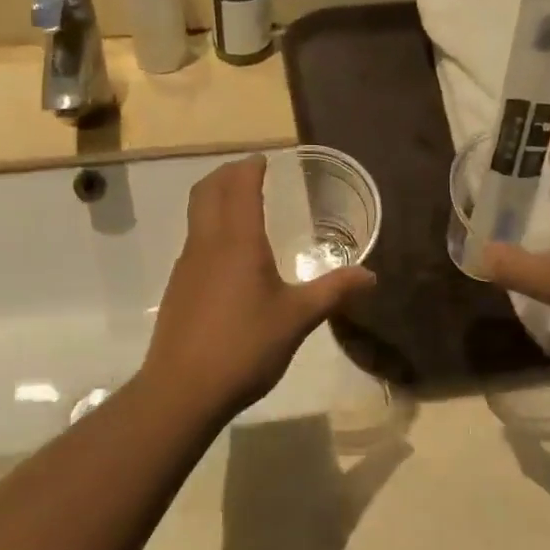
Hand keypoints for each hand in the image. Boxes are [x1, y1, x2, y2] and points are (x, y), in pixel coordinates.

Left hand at [139, 156, 374, 417]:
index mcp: (237, 240)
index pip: (238, 186)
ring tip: (241, 206)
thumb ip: (333, 292)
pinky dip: (209, 227)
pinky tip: (229, 257)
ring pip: (196, 214)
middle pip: (207, 191)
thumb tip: (371, 276)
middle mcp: (206, 243)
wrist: (182, 390)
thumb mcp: (297, 318)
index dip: (249, 167)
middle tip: (250, 172)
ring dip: (214, 198)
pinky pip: (193, 241)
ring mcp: (186, 265)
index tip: (264, 159)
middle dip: (227, 174)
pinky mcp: (178, 288)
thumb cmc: (244, 346)